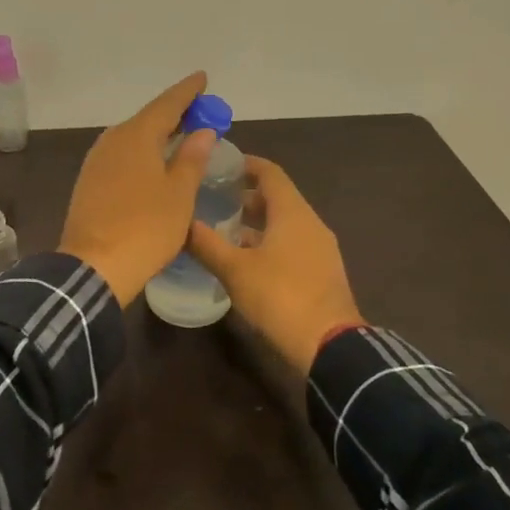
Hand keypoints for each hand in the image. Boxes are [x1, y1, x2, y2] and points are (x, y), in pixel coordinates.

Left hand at [60, 73, 218, 306]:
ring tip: (180, 137)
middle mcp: (112, 140)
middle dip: (174, 114)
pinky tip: (153, 164)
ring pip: (132, 138)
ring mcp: (96, 162)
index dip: (187, 92)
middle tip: (199, 113)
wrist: (94, 266)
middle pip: (147, 119)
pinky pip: (122, 156)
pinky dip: (142, 153)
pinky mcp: (89, 182)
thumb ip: (191, 158)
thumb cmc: (145, 228)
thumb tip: (201, 130)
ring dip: (157, 135)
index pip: (167, 104)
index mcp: (136, 136)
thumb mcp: (179, 194)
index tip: (202, 78)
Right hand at [186, 155, 362, 374]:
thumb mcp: (234, 270)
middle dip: (247, 195)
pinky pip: (292, 244)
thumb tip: (180, 222)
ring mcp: (320, 249)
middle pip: (278, 197)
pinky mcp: (322, 272)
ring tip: (224, 230)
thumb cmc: (280, 296)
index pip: (270, 173)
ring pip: (285, 223)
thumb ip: (206, 243)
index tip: (220, 165)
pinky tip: (247, 260)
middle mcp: (310, 223)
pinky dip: (269, 242)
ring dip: (257, 222)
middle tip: (214, 198)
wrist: (329, 345)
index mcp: (292, 213)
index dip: (246, 164)